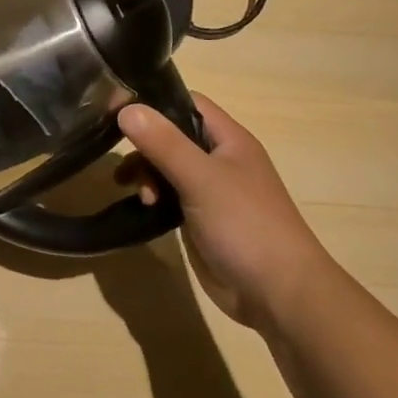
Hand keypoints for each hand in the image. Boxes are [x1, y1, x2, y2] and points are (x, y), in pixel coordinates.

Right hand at [116, 94, 334, 330]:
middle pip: (172, 136)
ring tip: (139, 195)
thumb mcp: (201, 178)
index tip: (118, 109)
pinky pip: (169, 197)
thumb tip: (125, 108)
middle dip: (145, 146)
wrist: (279, 294)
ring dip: (146, 174)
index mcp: (230, 141)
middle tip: (125, 165)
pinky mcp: (200, 220)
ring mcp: (211, 192)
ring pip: (167, 167)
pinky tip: (142, 208)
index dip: (156, 102)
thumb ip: (164, 143)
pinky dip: (152, 198)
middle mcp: (220, 160)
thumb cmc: (246, 225)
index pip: (188, 103)